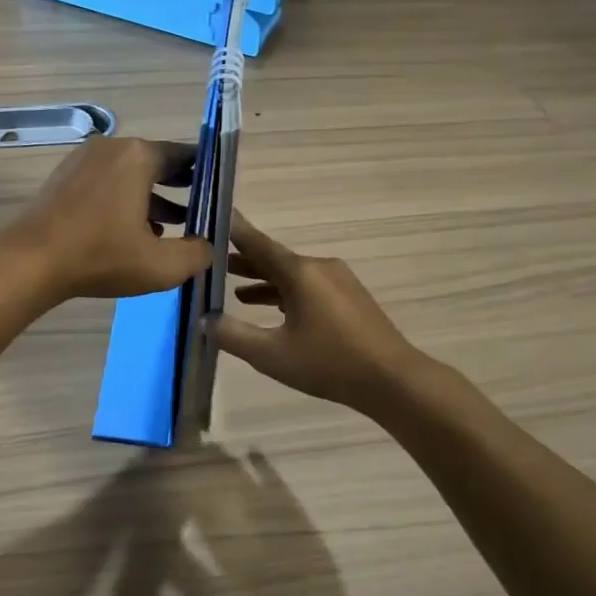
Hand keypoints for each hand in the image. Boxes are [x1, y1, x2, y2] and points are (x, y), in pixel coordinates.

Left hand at [5, 136, 212, 300]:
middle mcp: (112, 148)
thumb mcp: (161, 266)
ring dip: (150, 199)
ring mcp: (83, 160)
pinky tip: (130, 233)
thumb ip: (197, 254)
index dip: (206, 176)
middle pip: (156, 164)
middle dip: (179, 189)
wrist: (30, 262)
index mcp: (138, 156)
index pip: (184, 156)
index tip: (219, 195)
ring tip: (168, 230)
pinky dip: (122, 201)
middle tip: (199, 212)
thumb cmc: (100, 256)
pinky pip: (105, 184)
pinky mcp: (64, 178)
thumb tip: (207, 246)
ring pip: (129, 176)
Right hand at [215, 213, 425, 411]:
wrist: (392, 380)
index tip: (213, 214)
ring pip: (292, 275)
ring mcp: (338, 281)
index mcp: (300, 272)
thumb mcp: (271, 355)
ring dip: (265, 282)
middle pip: (274, 259)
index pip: (257, 243)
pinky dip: (286, 294)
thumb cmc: (329, 363)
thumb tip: (203, 320)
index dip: (233, 230)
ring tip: (237, 293)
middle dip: (244, 261)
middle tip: (212, 261)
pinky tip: (275, 310)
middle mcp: (319, 267)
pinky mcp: (349, 298)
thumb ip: (233, 335)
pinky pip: (309, 287)